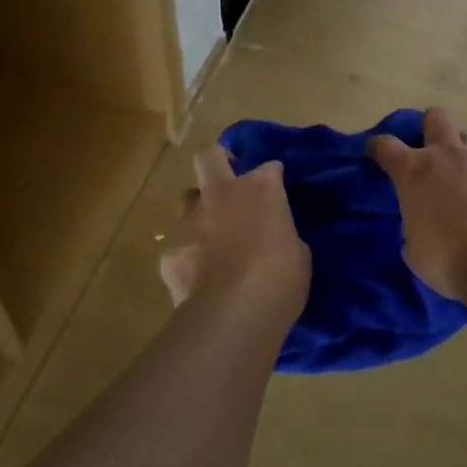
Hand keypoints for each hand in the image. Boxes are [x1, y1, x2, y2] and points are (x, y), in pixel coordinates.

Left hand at [160, 144, 310, 326]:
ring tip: (211, 235)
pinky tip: (199, 275)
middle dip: (217, 158)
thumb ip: (281, 235)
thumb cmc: (280, 279)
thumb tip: (273, 239)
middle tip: (227, 176)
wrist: (233, 311)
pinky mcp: (169, 249)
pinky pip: (179, 242)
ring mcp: (190, 219)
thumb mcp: (297, 253)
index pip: (269, 168)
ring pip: (188, 198)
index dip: (272, 176)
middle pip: (209, 155)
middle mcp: (221, 194)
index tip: (276, 189)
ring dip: (200, 209)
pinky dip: (189, 253)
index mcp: (261, 190)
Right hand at [368, 107, 466, 301]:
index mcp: (415, 170)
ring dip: (461, 153)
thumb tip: (421, 226)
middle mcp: (448, 154)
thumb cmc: (447, 259)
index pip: (386, 145)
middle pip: (435, 117)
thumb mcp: (414, 248)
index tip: (375, 153)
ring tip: (464, 179)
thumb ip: (413, 226)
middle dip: (428, 126)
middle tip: (428, 150)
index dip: (377, 147)